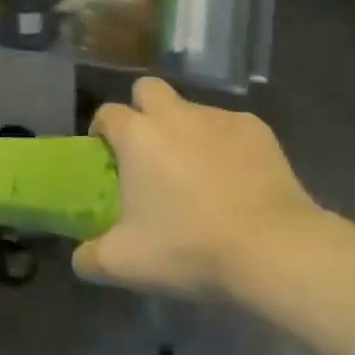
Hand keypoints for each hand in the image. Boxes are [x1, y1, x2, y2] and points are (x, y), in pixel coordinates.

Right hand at [73, 78, 318, 299]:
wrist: (274, 250)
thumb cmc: (190, 248)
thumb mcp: (125, 264)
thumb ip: (91, 257)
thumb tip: (80, 257)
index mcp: (138, 135)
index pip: (107, 113)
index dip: (102, 132)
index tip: (107, 158)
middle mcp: (175, 114)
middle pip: (148, 89)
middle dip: (143, 110)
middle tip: (149, 151)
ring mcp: (219, 118)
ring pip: (192, 110)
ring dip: (186, 132)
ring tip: (199, 175)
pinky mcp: (257, 130)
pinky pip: (230, 129)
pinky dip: (227, 147)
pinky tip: (237, 182)